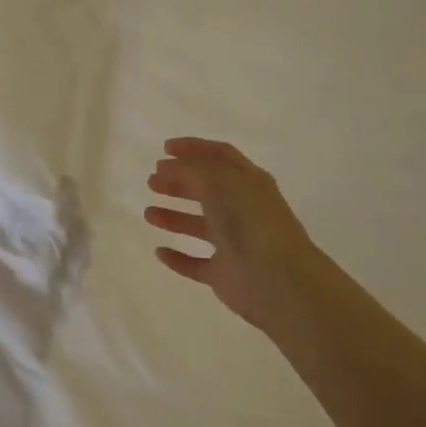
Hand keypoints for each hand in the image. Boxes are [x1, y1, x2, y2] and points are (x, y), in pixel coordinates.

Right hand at [144, 137, 319, 334]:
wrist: (276, 278)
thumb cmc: (248, 219)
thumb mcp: (218, 180)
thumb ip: (190, 168)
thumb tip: (168, 166)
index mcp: (249, 182)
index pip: (220, 156)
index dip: (194, 148)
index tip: (164, 148)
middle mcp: (243, 210)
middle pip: (207, 190)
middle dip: (178, 182)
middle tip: (152, 181)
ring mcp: (235, 243)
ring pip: (200, 226)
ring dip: (173, 217)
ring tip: (148, 214)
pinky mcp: (225, 274)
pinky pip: (196, 263)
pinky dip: (178, 258)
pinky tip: (159, 251)